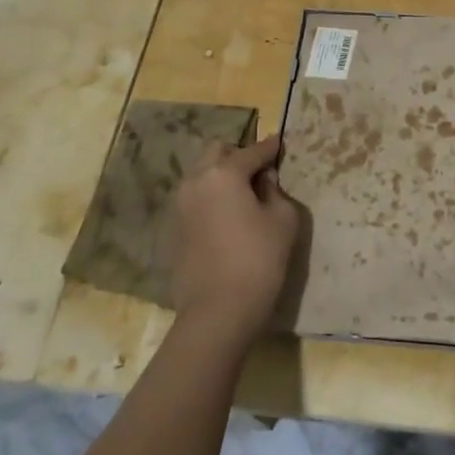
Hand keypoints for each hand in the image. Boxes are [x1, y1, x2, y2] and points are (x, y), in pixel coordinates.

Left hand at [168, 135, 298, 345]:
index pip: (252, 151)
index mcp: (224, 173)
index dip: (269, 148)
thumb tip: (264, 181)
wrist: (217, 312)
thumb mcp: (282, 220)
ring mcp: (179, 205)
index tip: (278, 143)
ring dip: (219, 176)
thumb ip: (275, 191)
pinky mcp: (172, 229)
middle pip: (216, 152)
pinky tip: (223, 218)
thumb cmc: (258, 260)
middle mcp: (196, 181)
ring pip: (199, 175)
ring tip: (239, 194)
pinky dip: (208, 199)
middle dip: (237, 154)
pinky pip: (192, 200)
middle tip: (257, 171)